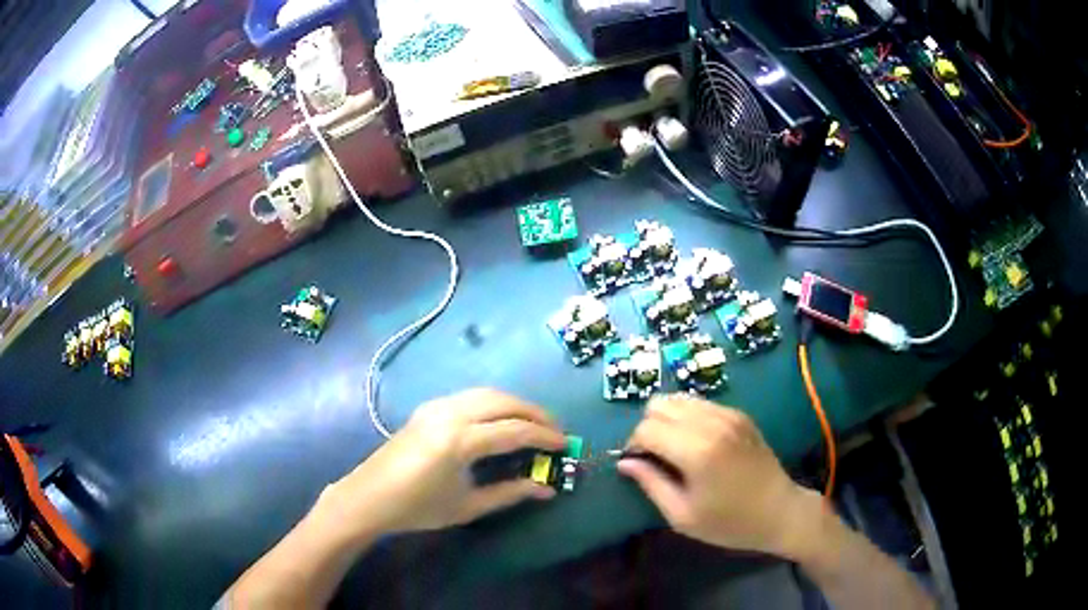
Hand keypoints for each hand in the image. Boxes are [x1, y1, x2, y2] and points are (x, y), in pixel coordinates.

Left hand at [322, 389, 566, 538]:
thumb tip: (547, 489)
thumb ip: (510, 493)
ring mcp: (436, 406)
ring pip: (487, 393)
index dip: (545, 437)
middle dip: (535, 413)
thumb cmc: (418, 508)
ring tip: (535, 422)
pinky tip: (501, 419)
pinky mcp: (428, 407)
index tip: (566, 444)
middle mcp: (450, 414)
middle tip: (556, 430)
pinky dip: (494, 402)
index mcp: (459, 441)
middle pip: (504, 402)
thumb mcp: (468, 506)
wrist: (369, 497)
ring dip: (515, 404)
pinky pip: (470, 396)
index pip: (515, 431)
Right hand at [618, 395, 820, 557]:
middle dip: (648, 428)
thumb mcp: (682, 516)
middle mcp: (712, 423)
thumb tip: (625, 462)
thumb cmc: (729, 522)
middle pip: (659, 405)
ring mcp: (728, 414)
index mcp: (697, 451)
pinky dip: (688, 417)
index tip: (639, 466)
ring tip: (674, 448)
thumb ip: (650, 484)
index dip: (634, 446)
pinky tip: (696, 443)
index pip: (646, 429)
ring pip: (678, 398)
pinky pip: (700, 403)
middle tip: (656, 457)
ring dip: (667, 419)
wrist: (779, 511)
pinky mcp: (739, 414)